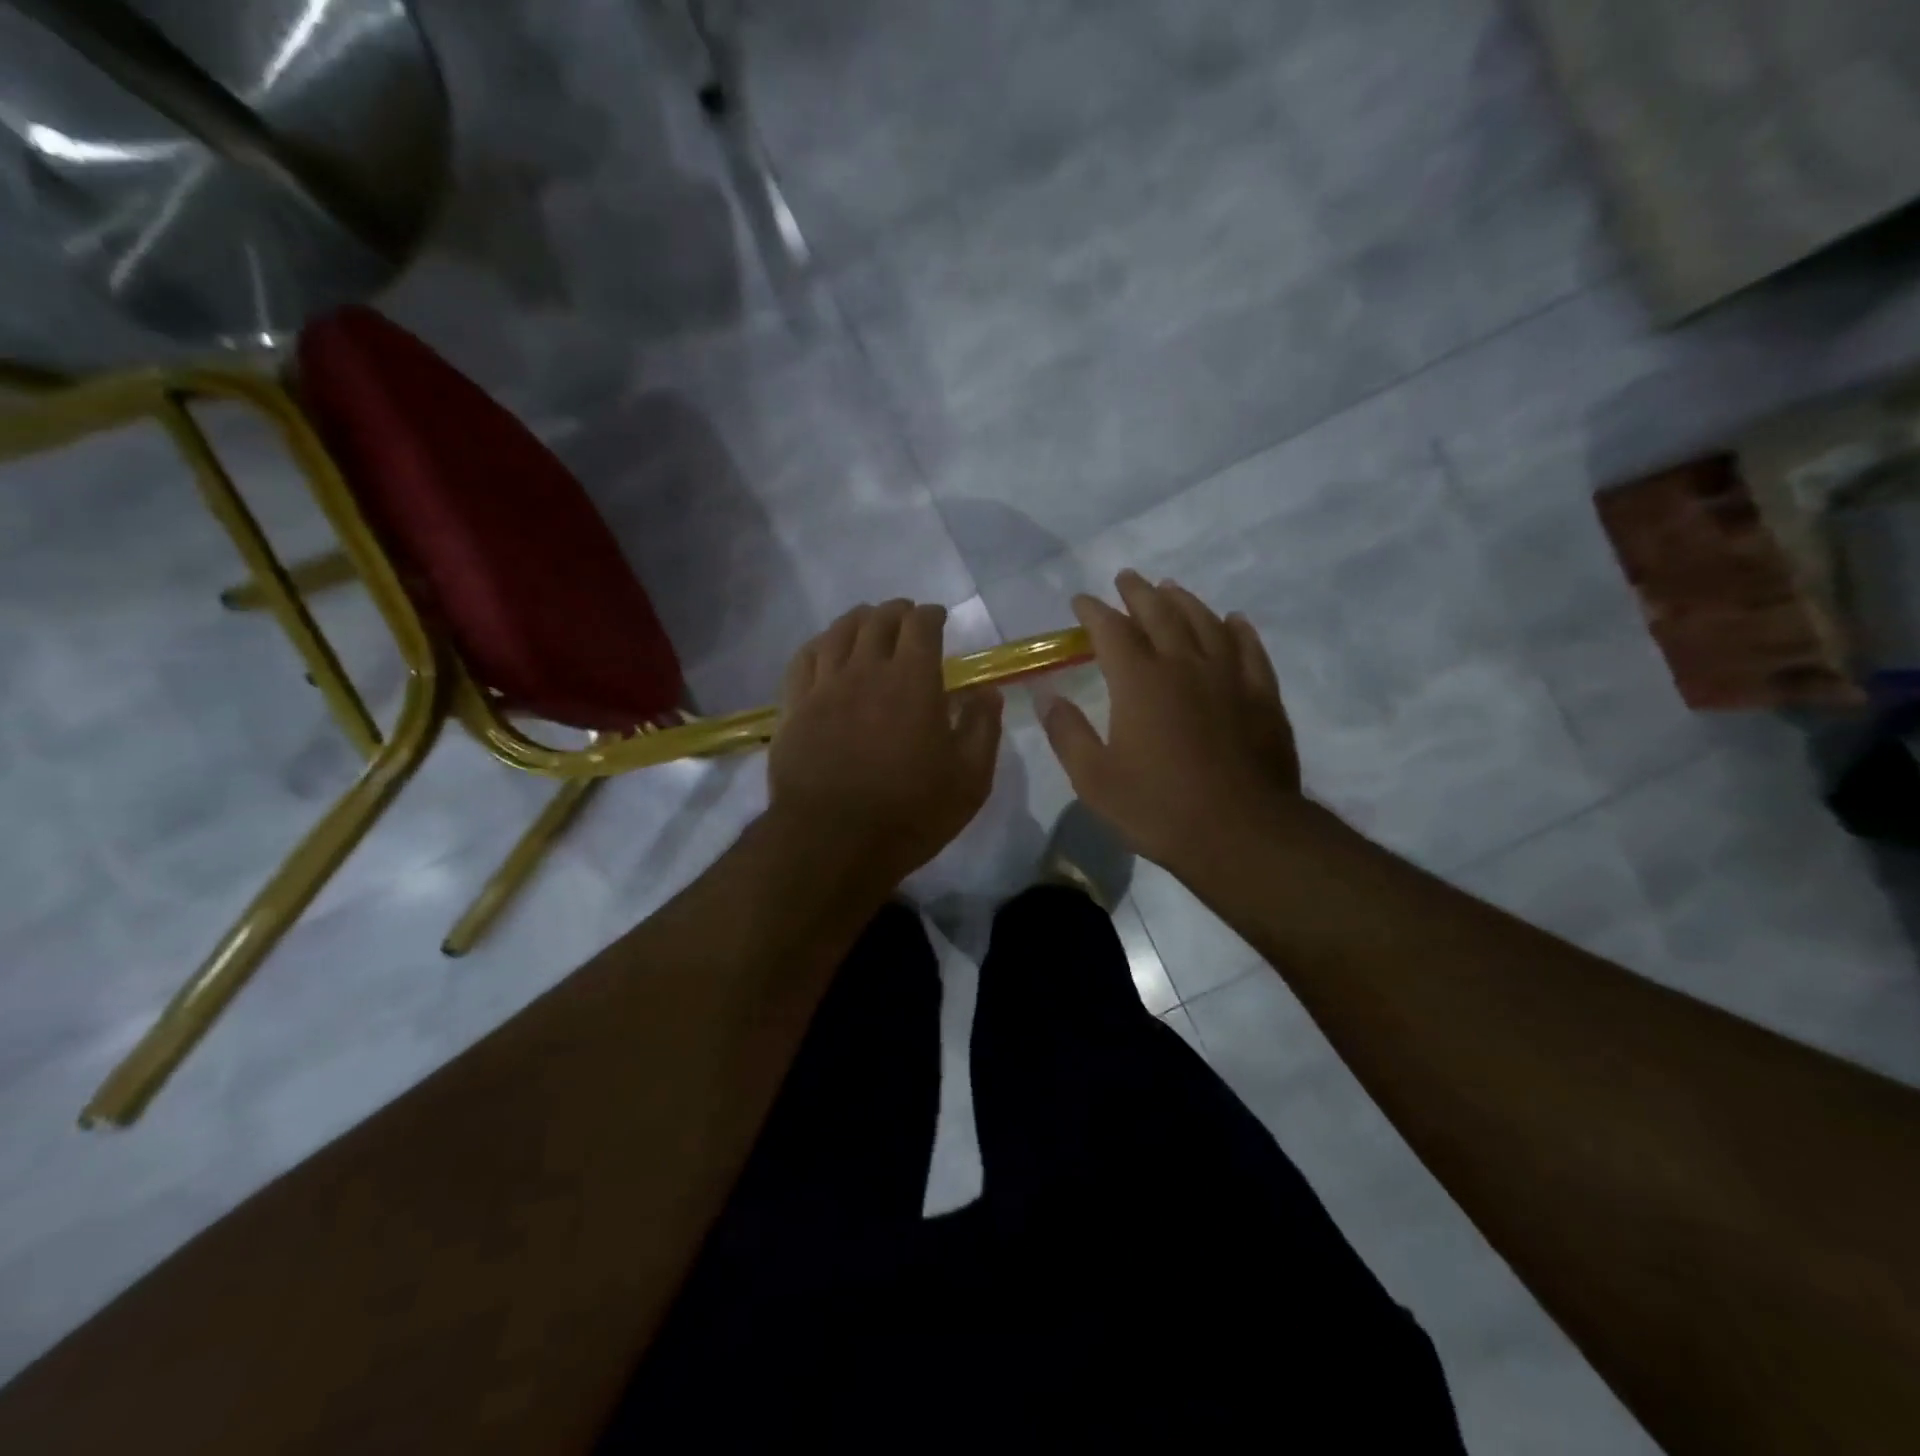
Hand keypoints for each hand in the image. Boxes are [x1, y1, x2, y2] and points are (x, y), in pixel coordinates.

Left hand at [770, 600, 1003, 883]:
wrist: (832, 841)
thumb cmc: (910, 812)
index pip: (921, 625)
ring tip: (868, 622)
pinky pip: (805, 659)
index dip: (931, 615)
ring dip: (858, 620)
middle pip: (878, 621)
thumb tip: (986, 691)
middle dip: (897, 611)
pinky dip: (821, 644)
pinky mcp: (795, 707)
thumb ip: (982, 727)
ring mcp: (825, 686)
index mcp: (912, 680)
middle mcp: (866, 670)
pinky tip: (827, 649)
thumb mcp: (969, 779)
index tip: (938, 618)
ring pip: (839, 632)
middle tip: (906, 617)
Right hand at [1042, 571, 1303, 874]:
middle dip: (1139, 593)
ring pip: (1205, 623)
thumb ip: (1067, 734)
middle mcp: (1184, 665)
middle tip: (1127, 578)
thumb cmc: (1159, 808)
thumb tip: (1046, 696)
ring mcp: (1229, 677)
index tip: (1081, 601)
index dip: (1093, 611)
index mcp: (1139, 682)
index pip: (1111, 630)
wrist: (1242, 833)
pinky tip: (1233, 621)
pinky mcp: (1262, 696)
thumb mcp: (1095, 780)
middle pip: (1160, 614)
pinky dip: (1238, 630)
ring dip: (1184, 601)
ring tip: (1171, 588)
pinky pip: (1249, 649)